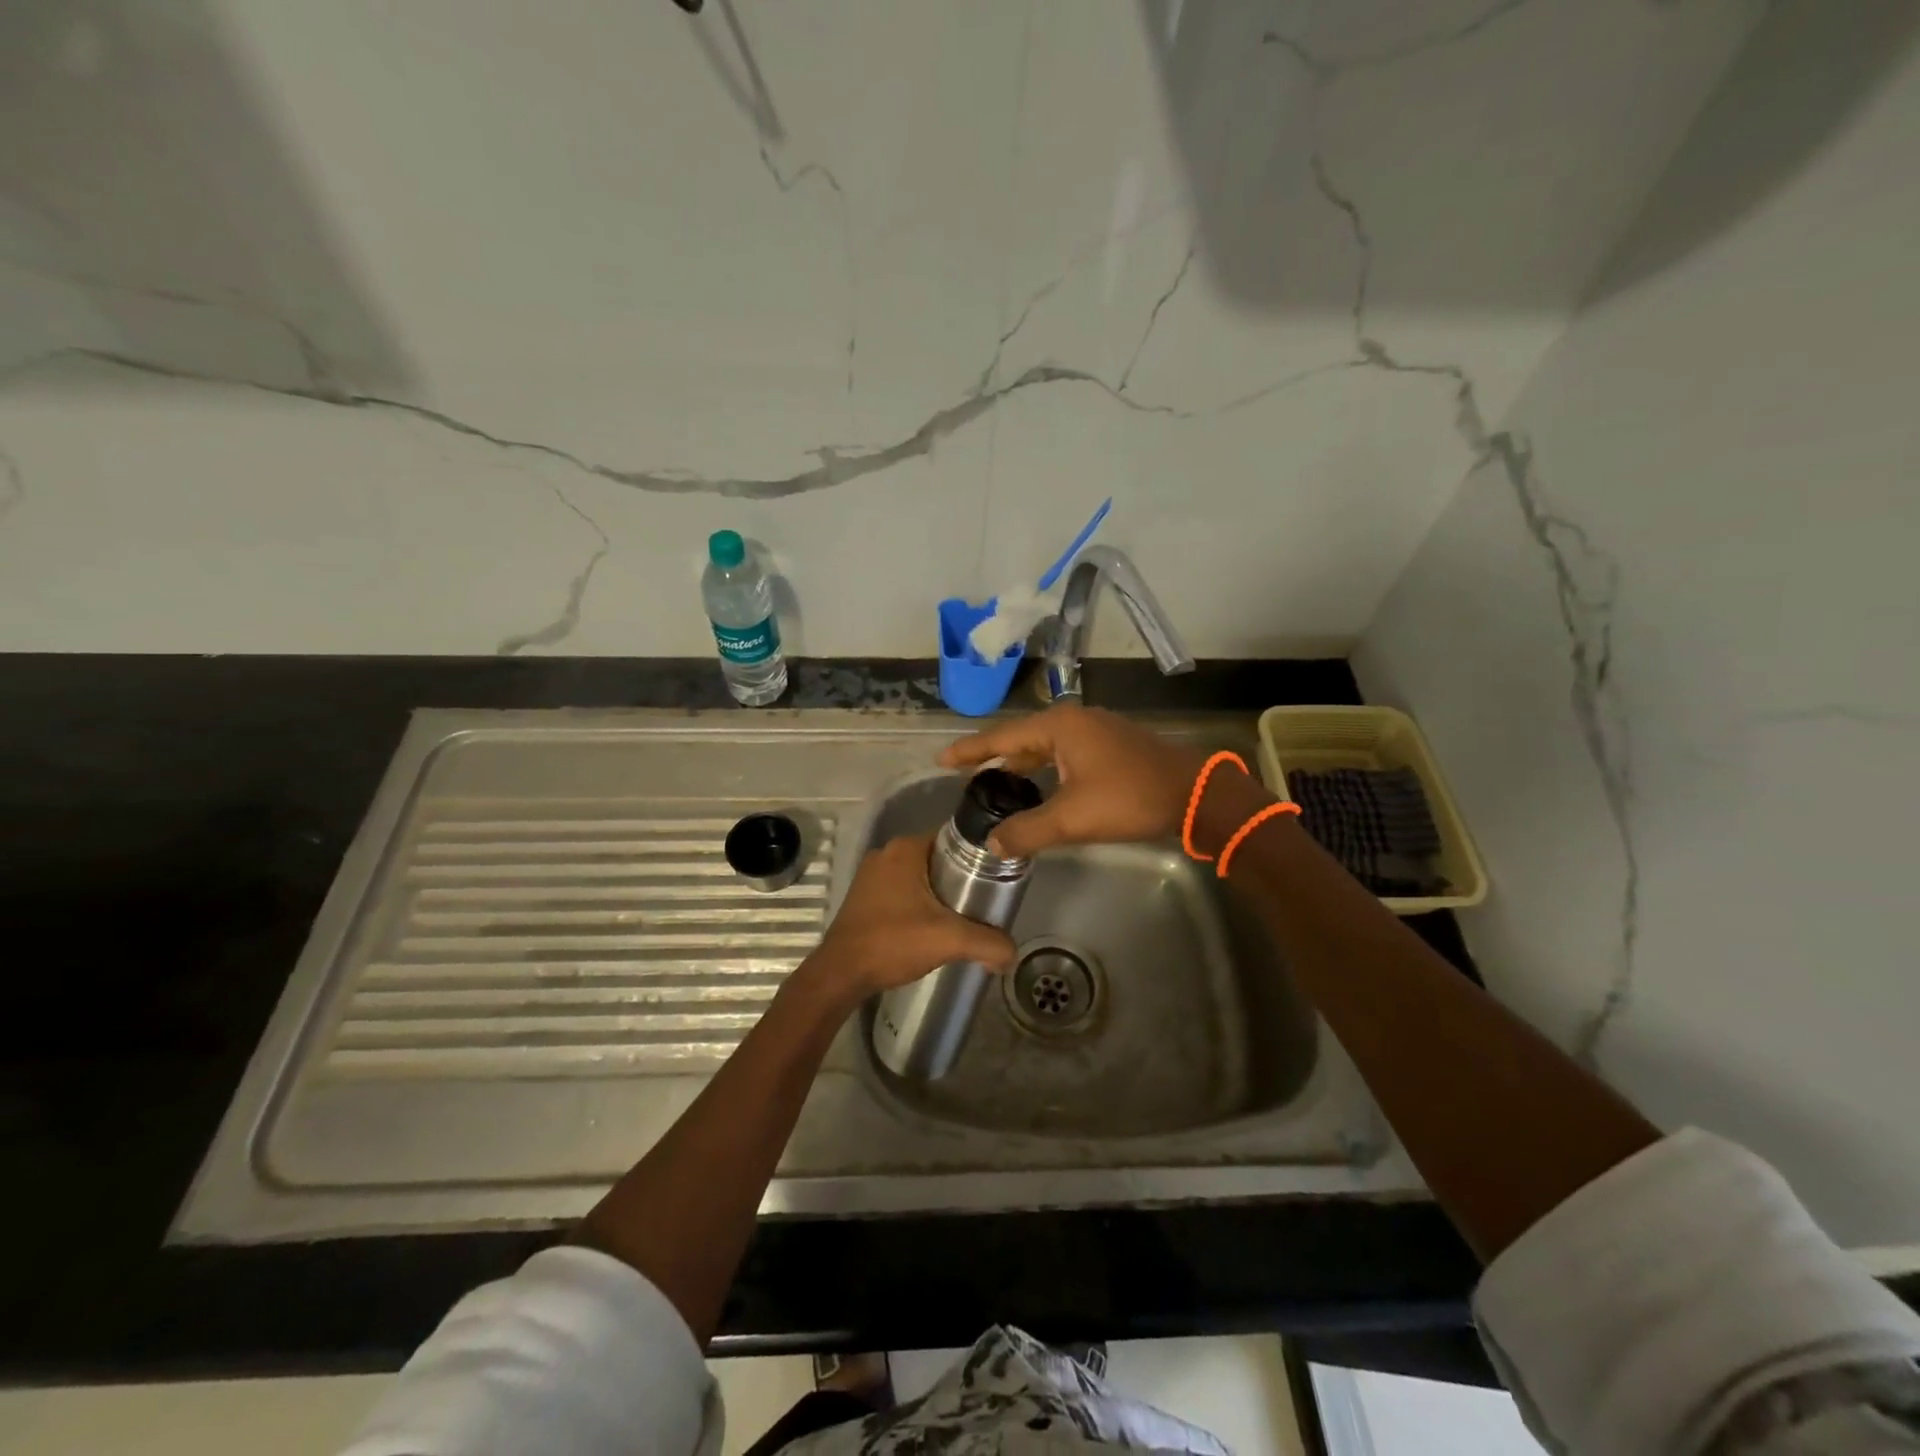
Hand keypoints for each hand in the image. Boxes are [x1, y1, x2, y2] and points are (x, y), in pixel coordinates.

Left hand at [806, 832, 1016, 999]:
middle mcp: (887, 853)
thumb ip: (988, 943)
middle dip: (961, 879)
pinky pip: (902, 891)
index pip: (954, 839)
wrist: (840, 974)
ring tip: (964, 917)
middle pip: (938, 858)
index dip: (978, 857)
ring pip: (920, 876)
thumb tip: (1012, 953)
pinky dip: (919, 903)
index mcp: (906, 848)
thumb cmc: (892, 942)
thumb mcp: (948, 940)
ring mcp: (871, 875)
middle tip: (984, 902)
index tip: (997, 877)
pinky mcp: (864, 896)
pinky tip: (932, 927)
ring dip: (939, 893)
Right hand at [939, 704, 1208, 857]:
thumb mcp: (1073, 818)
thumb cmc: (1130, 798)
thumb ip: (1028, 831)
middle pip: (1021, 739)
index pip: (1002, 737)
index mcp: (1059, 727)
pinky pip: (1064, 754)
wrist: (1195, 794)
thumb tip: (992, 843)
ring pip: (1044, 747)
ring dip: (1020, 765)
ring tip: (994, 785)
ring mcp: (1095, 731)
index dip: (970, 750)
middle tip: (965, 776)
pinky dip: (1044, 769)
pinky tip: (1038, 788)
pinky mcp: (1111, 746)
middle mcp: (1074, 721)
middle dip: (994, 758)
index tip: (942, 759)